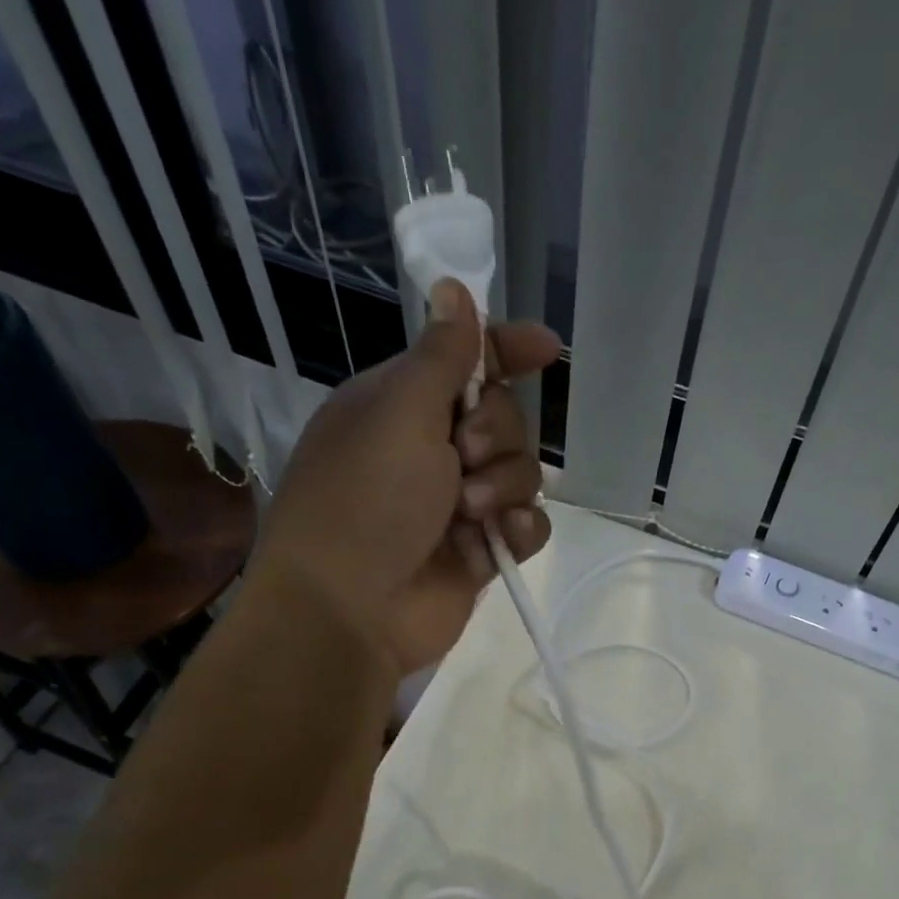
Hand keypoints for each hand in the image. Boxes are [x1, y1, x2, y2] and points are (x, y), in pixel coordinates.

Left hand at [261, 279, 560, 675]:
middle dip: (497, 434)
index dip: (507, 351)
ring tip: (470, 512)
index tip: (548, 350)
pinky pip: (528, 525)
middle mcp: (431, 450)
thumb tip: (453, 289)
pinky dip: (521, 529)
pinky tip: (501, 538)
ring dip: (505, 486)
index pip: (466, 362)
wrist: (350, 609)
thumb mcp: (400, 413)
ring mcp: (458, 504)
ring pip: (522, 473)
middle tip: (465, 457)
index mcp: (402, 406)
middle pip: (505, 418)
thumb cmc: (366, 499)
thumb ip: (441, 356)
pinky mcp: (481, 550)